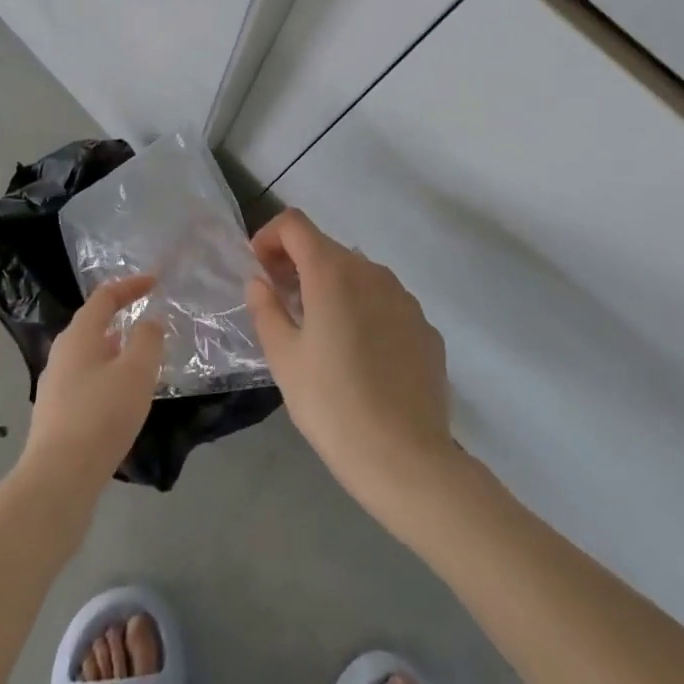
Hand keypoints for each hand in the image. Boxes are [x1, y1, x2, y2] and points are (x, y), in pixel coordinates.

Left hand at [21, 275, 164, 497]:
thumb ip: (148, 339)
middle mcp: (62, 354)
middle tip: (149, 322)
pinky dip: (108, 377)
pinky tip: (122, 399)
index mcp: (79, 335)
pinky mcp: (56, 416)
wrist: (58, 480)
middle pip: (93, 324)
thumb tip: (149, 321)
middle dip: (122, 318)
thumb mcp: (136, 371)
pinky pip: (87, 382)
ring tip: (141, 361)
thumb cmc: (101, 415)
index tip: (155, 282)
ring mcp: (54, 386)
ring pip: (90, 355)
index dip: (131, 285)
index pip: (105, 296)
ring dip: (116, 351)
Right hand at [245, 210, 459, 529]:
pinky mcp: (425, 327)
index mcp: (332, 271)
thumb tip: (260, 282)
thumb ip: (266, 309)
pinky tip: (359, 357)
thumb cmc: (333, 405)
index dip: (270, 237)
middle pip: (327, 247)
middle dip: (297, 264)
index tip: (259, 269)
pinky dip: (363, 311)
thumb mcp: (284, 359)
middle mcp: (372, 271)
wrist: (407, 459)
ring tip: (319, 331)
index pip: (294, 224)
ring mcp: (404, 298)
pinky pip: (385, 304)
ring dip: (332, 287)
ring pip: (358, 275)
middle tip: (280, 302)